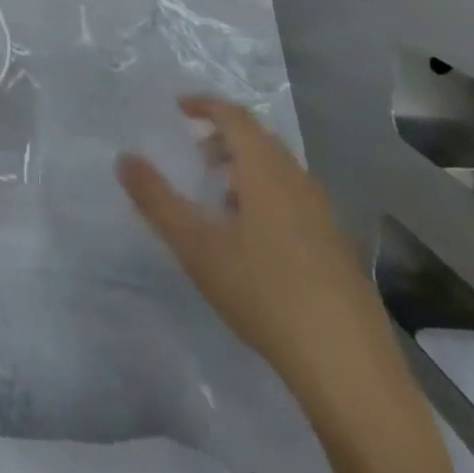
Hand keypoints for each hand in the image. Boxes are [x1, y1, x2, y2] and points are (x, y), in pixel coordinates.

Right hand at [118, 98, 398, 399]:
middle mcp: (299, 182)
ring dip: (243, 169)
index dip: (205, 106)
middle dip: (222, 138)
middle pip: (259, 140)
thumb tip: (124, 158)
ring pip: (278, 172)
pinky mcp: (335, 249)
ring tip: (215, 198)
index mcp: (267, 171)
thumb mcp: (196, 245)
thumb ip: (156, 199)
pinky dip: (263, 197)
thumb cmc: (264, 292)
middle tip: (192, 156)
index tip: (177, 109)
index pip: (234, 117)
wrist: (348, 367)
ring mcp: (323, 216)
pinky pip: (292, 200)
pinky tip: (249, 240)